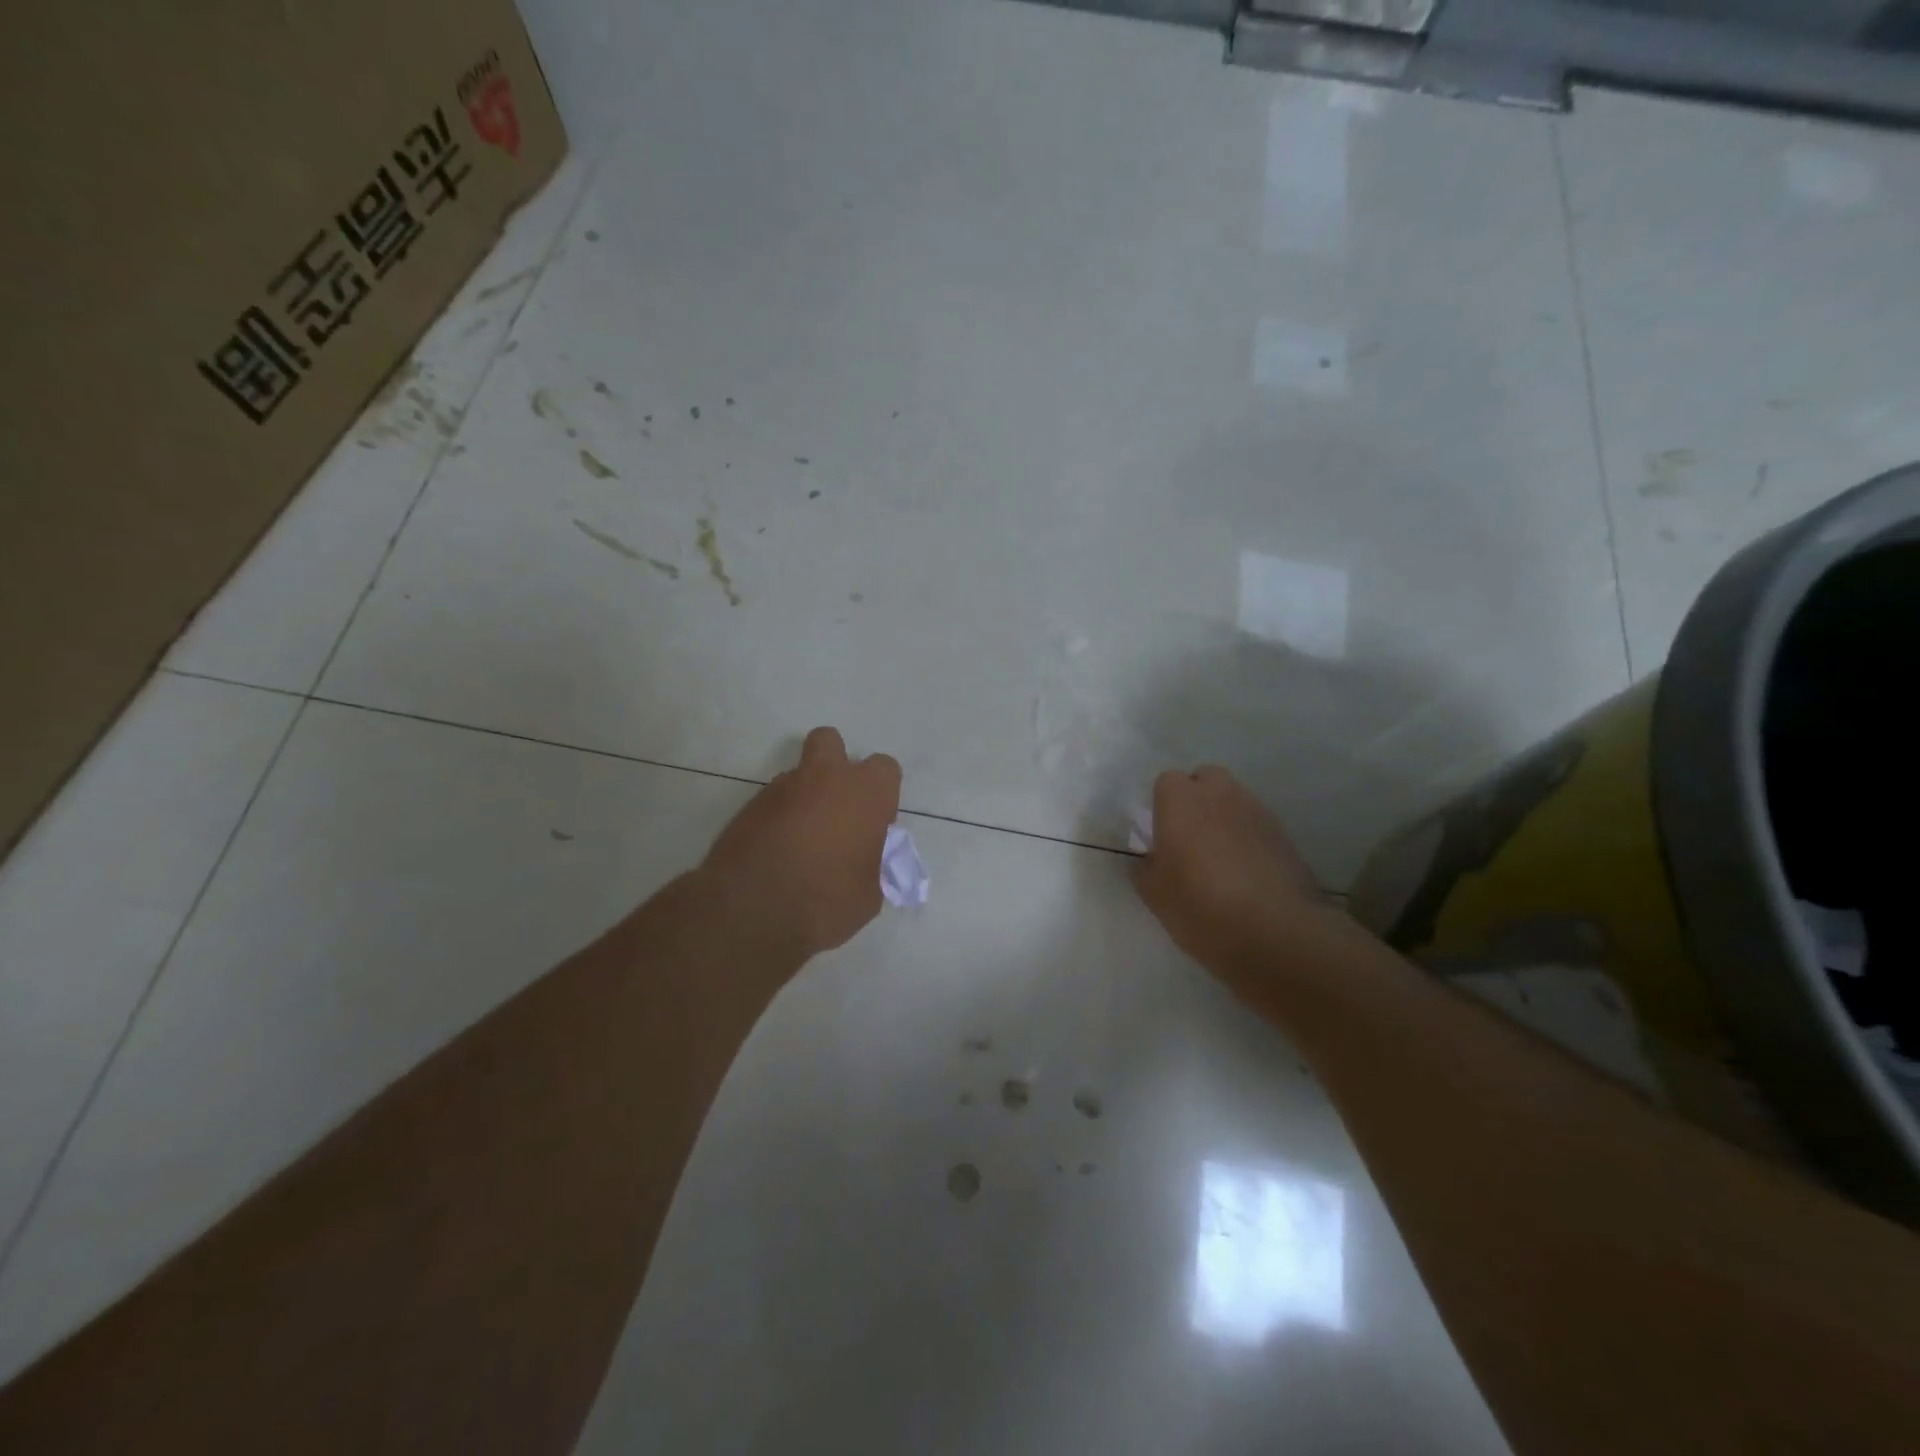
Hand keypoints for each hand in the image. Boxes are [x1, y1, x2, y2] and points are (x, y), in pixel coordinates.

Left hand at [701, 727, 902, 960]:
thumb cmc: (827, 900)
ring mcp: (781, 789)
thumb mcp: (869, 893)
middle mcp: (824, 778)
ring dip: (804, 798)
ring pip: (798, 776)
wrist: (752, 910)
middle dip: (834, 765)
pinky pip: (773, 803)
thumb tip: (862, 860)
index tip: (874, 826)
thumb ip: (871, 863)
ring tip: (801, 844)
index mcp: (865, 792)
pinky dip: (778, 820)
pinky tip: (777, 855)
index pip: (886, 769)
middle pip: (830, 742)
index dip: (882, 796)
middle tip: (836, 809)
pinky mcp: (748, 807)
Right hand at [1134, 766, 1335, 988]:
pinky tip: (1246, 871)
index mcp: (1180, 801)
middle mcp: (1220, 794)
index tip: (1161, 833)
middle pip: (1206, 779)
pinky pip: (1256, 825)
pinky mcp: (1284, 834)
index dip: (1163, 804)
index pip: (1167, 782)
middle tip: (1190, 837)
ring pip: (1235, 800)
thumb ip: (1144, 868)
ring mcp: (1256, 811)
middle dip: (1197, 799)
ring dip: (1224, 817)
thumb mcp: (1154, 894)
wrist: (1273, 932)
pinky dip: (1248, 838)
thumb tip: (1149, 859)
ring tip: (1220, 857)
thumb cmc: (1199, 905)